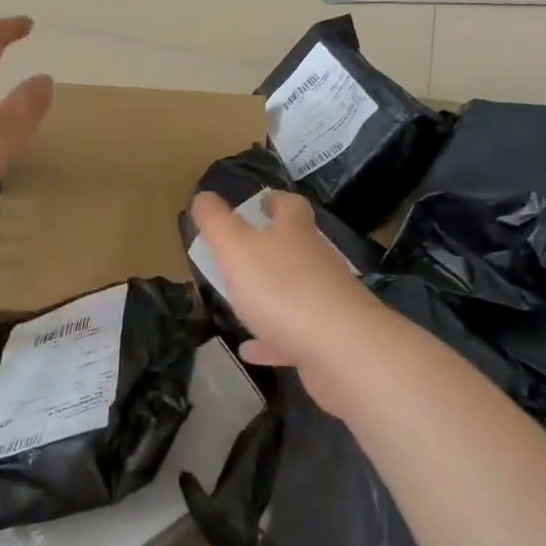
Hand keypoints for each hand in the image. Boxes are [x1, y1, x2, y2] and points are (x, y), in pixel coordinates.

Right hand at [188, 189, 384, 390]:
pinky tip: (250, 350)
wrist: (342, 350)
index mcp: (295, 233)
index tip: (259, 202)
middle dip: (270, 248)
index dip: (274, 200)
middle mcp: (316, 261)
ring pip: (294, 292)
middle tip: (239, 253)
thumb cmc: (283, 289)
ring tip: (240, 301)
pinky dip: (271, 340)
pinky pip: (293, 336)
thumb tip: (204, 196)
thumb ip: (217, 223)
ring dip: (269, 296)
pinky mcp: (327, 340)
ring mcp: (325, 301)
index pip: (290, 205)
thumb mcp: (237, 249)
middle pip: (295, 247)